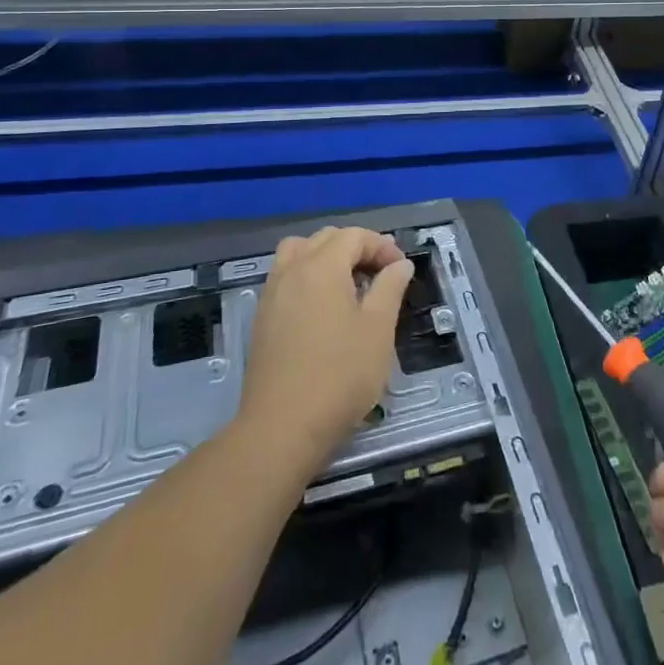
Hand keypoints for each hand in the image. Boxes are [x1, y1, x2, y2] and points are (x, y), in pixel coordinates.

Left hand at [239, 227, 413, 470]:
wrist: (282, 428)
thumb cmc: (340, 375)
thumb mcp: (378, 329)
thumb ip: (390, 288)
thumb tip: (399, 264)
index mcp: (322, 267)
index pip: (354, 236)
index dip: (382, 246)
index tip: (400, 270)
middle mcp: (292, 270)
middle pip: (326, 238)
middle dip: (356, 247)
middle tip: (380, 274)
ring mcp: (272, 294)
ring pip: (298, 252)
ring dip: (326, 257)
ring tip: (348, 283)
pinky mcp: (262, 318)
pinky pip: (285, 276)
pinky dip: (307, 275)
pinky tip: (323, 307)